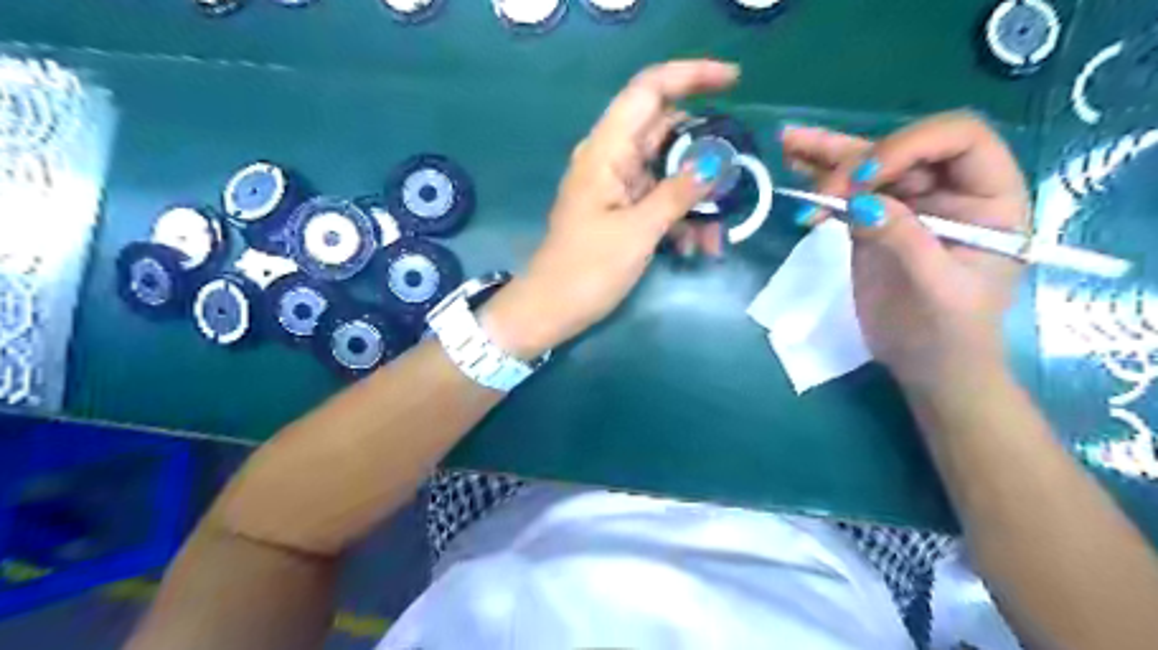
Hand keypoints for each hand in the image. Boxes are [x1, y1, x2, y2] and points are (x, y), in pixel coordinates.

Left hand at [484, 61, 734, 359]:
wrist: (551, 309)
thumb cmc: (587, 270)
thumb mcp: (638, 232)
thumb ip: (678, 193)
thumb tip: (717, 162)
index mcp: (606, 150)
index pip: (648, 90)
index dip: (691, 75)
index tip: (735, 82)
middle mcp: (612, 159)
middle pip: (666, 132)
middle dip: (705, 154)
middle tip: (738, 176)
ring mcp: (617, 186)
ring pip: (668, 172)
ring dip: (697, 199)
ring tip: (716, 238)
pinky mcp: (621, 210)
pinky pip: (660, 200)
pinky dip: (681, 217)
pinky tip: (696, 247)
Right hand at [782, 111, 1024, 385]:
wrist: (926, 364)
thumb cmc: (949, 332)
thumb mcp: (938, 289)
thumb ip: (905, 241)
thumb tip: (861, 204)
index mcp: (988, 197)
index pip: (958, 139)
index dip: (910, 147)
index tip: (864, 182)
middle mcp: (949, 190)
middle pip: (903, 150)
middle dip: (858, 161)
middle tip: (821, 185)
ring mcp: (907, 205)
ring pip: (869, 167)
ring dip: (828, 154)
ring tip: (789, 140)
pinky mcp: (873, 222)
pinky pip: (847, 194)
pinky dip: (820, 181)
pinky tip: (794, 165)